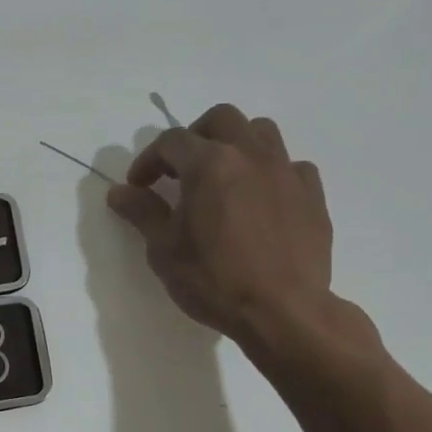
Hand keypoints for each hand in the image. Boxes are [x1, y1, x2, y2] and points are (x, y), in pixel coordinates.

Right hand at [106, 104, 369, 361]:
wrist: (284, 312)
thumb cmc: (214, 279)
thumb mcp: (164, 249)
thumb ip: (143, 212)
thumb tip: (119, 192)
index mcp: (210, 163)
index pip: (170, 141)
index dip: (148, 160)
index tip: (138, 187)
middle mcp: (250, 155)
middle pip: (221, 119)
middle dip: (195, 136)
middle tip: (180, 169)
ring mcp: (286, 173)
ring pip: (262, 132)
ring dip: (236, 144)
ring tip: (223, 176)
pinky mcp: (312, 196)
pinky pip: (291, 166)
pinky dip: (271, 172)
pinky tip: (261, 199)